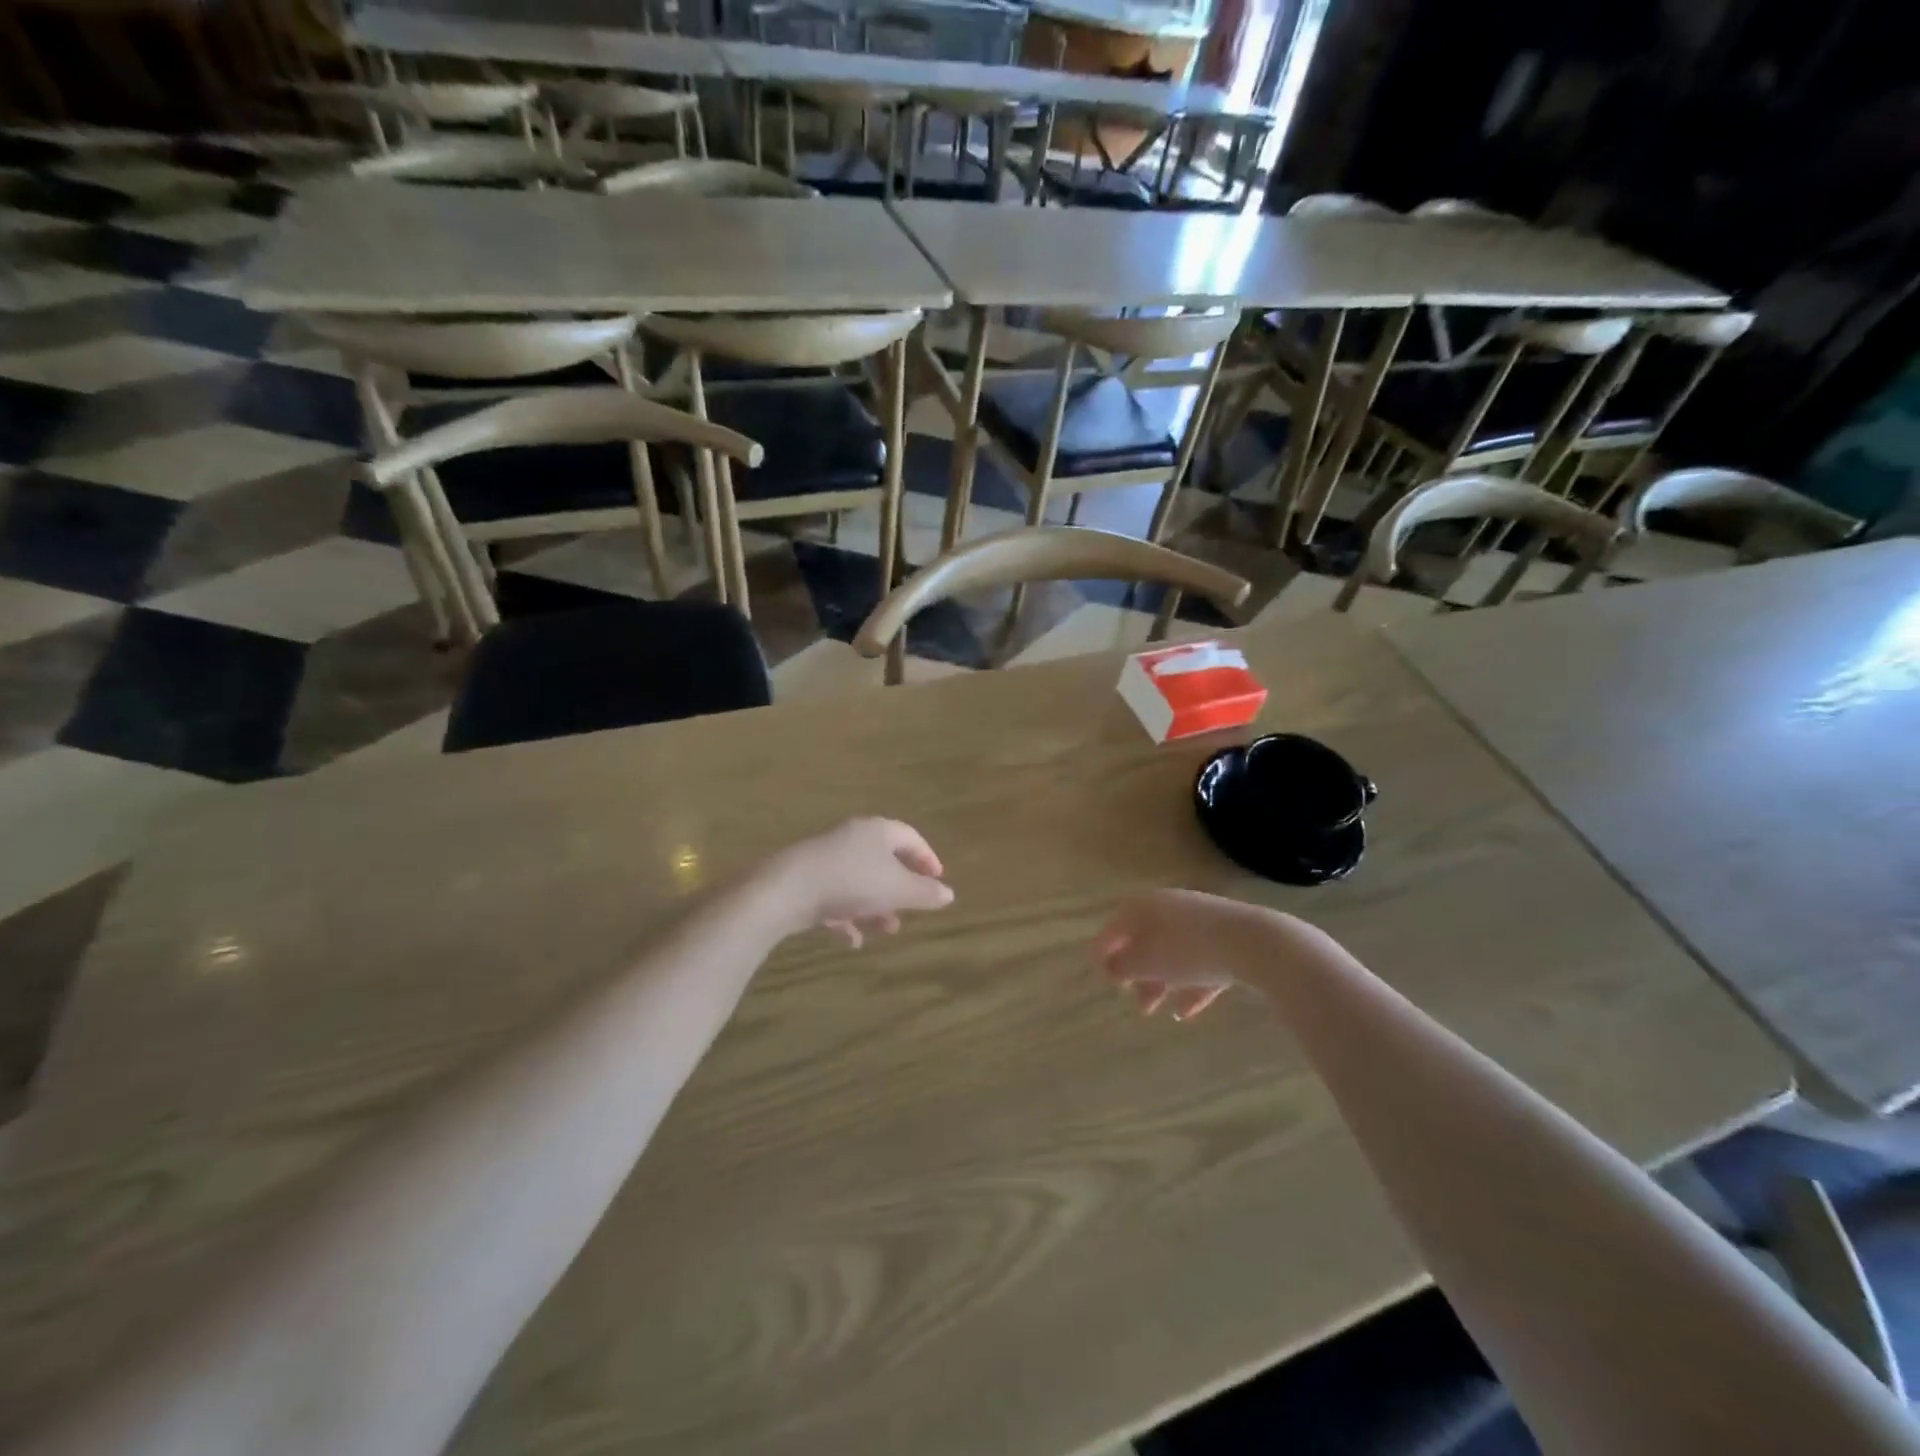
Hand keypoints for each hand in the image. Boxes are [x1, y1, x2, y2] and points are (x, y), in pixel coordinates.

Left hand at [766, 818, 953, 947]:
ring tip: (887, 930)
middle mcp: (852, 838)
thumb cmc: (852, 882)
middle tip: (913, 908)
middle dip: (900, 888)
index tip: (938, 879)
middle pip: (884, 859)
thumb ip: (925, 893)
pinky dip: (847, 916)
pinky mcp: (806, 879)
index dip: (927, 858)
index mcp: (878, 831)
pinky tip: (851, 941)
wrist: (787, 889)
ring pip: (860, 881)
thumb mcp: (897, 890)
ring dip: (876, 906)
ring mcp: (826, 858)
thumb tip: (949, 894)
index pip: (910, 838)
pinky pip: (835, 896)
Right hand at [1092, 888, 1284, 1019]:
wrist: (1253, 943)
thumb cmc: (1188, 950)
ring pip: (1172, 954)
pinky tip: (1187, 1012)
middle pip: (1145, 941)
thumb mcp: (1146, 962)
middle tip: (1133, 1000)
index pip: (1115, 927)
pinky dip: (1190, 986)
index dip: (1103, 952)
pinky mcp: (1226, 939)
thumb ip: (1122, 966)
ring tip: (1158, 1011)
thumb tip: (1110, 967)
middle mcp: (1170, 908)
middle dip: (1137, 973)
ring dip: (1162, 983)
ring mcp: (1200, 923)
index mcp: (1145, 906)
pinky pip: (1200, 964)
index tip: (1101, 977)